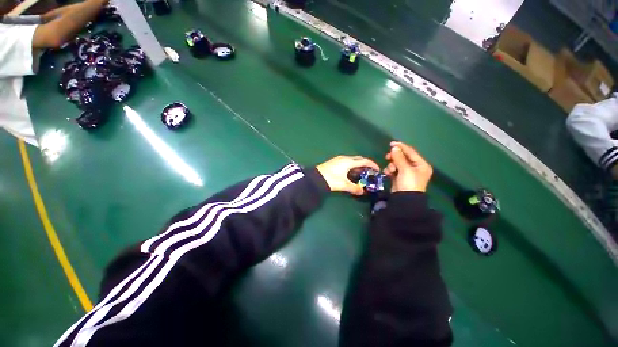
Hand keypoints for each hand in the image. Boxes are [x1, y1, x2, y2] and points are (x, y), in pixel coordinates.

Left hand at [316, 156, 379, 195]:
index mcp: (348, 161)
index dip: (372, 164)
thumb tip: (362, 192)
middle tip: (370, 172)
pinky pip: (347, 162)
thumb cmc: (331, 179)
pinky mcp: (334, 162)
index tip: (378, 169)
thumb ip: (354, 188)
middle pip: (358, 159)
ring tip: (362, 173)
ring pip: (352, 160)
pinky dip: (352, 166)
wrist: (315, 178)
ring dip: (358, 165)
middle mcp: (344, 158)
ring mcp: (338, 159)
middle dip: (366, 164)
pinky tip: (351, 173)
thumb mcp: (343, 185)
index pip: (364, 160)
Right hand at [383, 141, 432, 192]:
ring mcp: (407, 173)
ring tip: (390, 170)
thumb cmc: (409, 183)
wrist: (405, 200)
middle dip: (395, 157)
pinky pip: (394, 169)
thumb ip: (399, 158)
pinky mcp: (400, 177)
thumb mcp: (405, 169)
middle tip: (387, 156)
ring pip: (397, 163)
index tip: (391, 143)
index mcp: (421, 164)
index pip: (411, 152)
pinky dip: (390, 170)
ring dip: (392, 165)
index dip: (401, 147)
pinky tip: (388, 173)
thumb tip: (394, 148)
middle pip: (403, 157)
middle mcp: (415, 167)